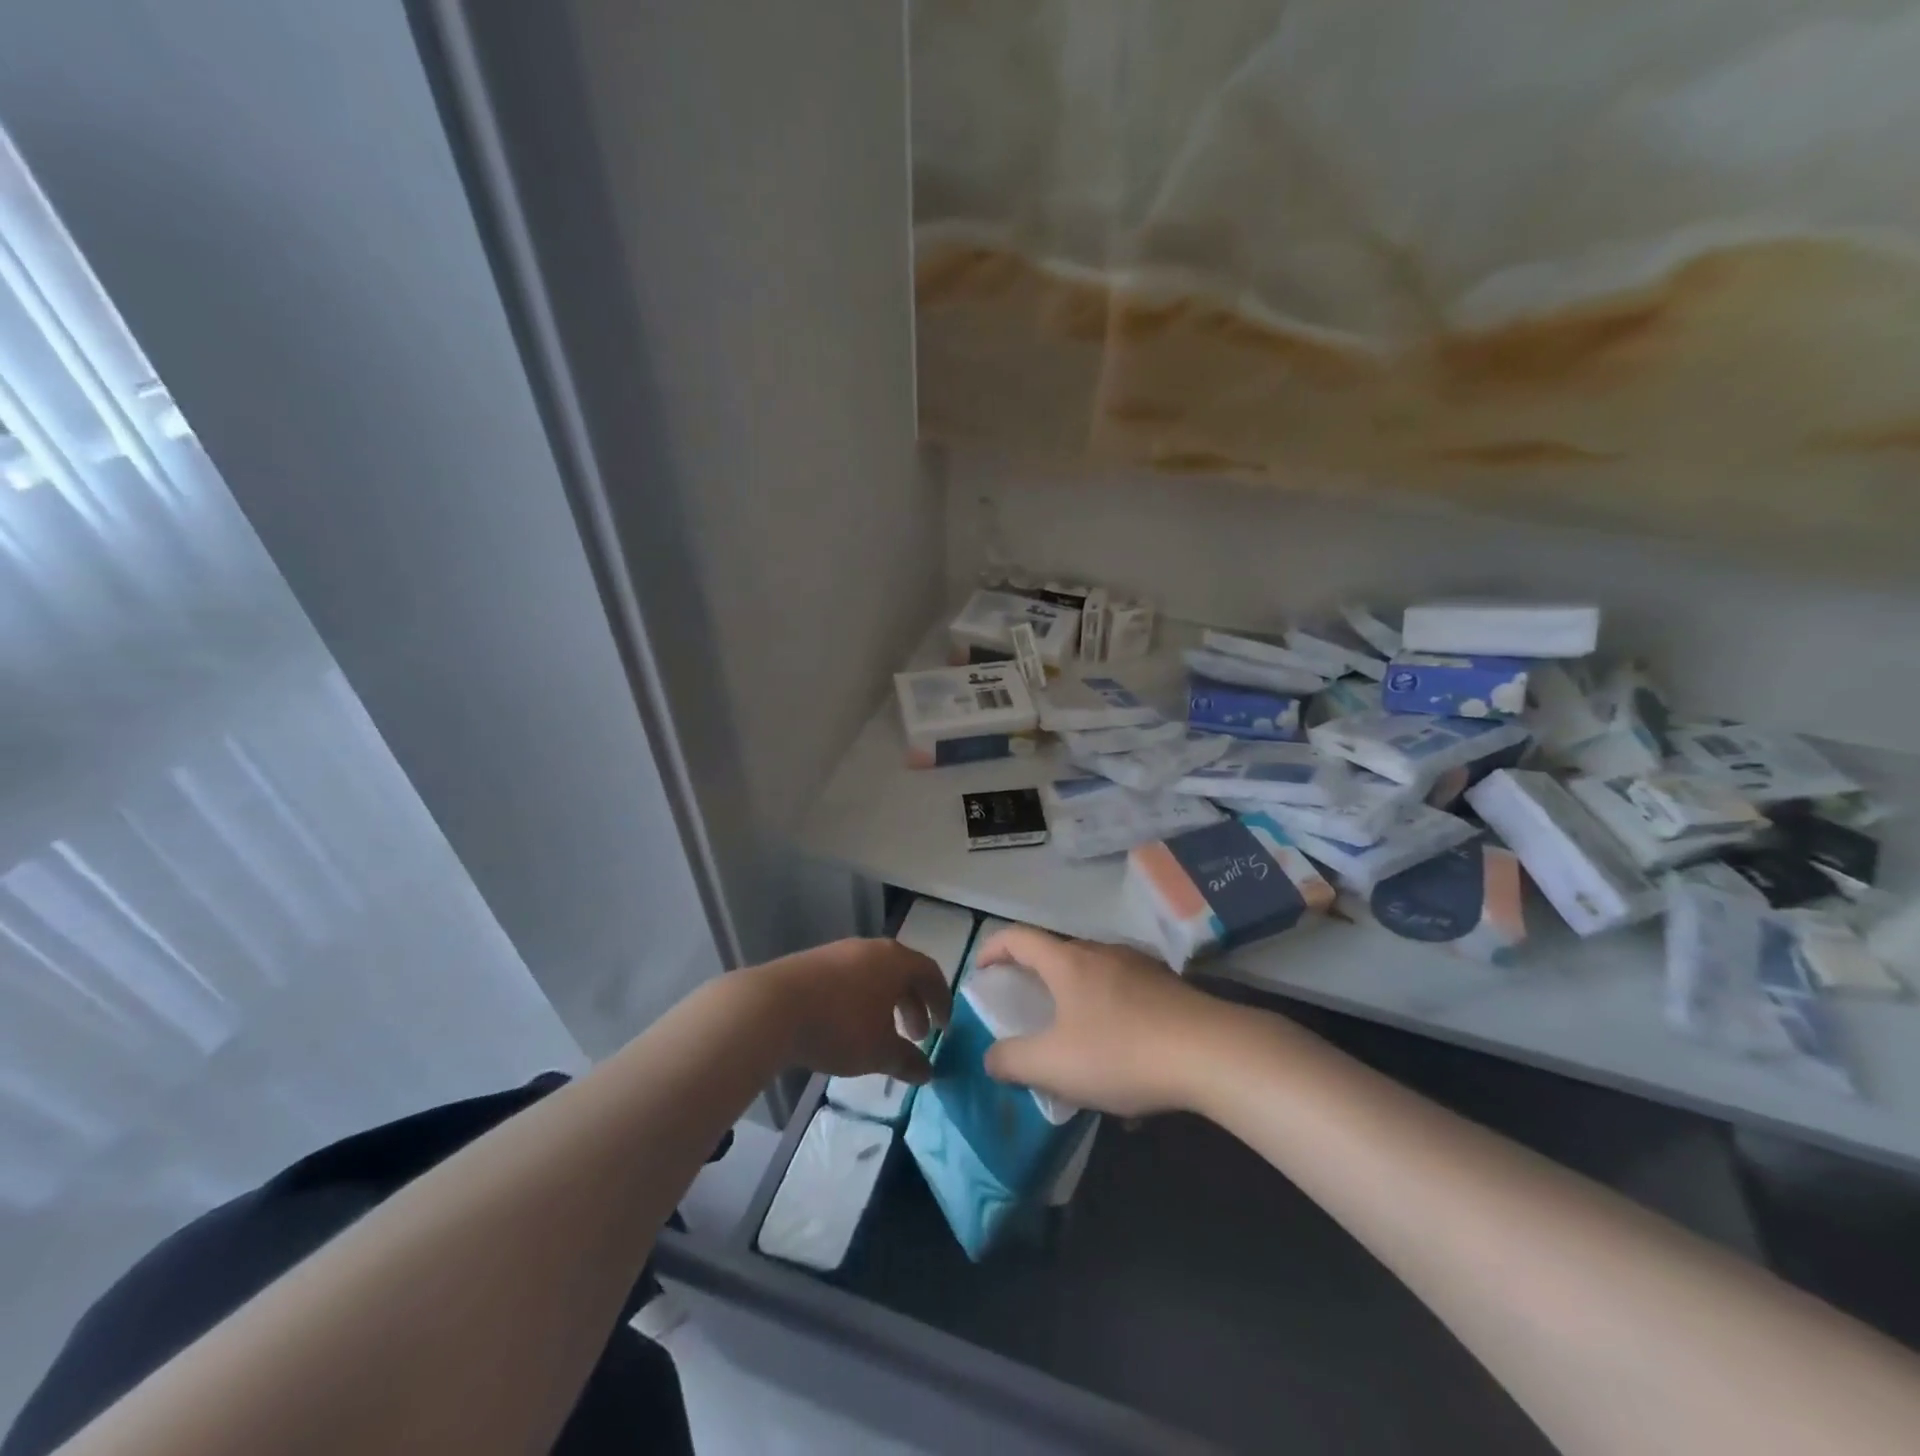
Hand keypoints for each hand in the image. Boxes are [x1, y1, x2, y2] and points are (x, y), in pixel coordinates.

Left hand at [755, 938, 952, 1083]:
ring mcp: (838, 952)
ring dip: (886, 1003)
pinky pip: (849, 978)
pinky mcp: (812, 963)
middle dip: (913, 1005)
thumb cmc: (839, 1026)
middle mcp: (870, 948)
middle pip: (903, 972)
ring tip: (881, 1034)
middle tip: (916, 1036)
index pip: (930, 973)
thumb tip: (927, 1072)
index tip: (944, 1028)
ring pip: (874, 975)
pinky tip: (847, 1026)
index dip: (942, 1001)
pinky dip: (860, 1000)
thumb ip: (907, 1061)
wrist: (771, 1008)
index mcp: (895, 961)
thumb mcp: (879, 1051)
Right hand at [975, 927, 1221, 1115]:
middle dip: (1036, 977)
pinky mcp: (1168, 988)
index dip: (993, 948)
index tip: (981, 969)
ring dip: (1076, 999)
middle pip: (1057, 955)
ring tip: (1076, 1039)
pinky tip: (1124, 1058)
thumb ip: (1012, 1061)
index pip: (1018, 938)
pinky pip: (1126, 994)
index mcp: (1068, 963)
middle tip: (1027, 1007)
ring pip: (1094, 976)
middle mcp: (1101, 953)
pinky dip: (1110, 1015)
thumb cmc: (1122, 1053)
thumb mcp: (1055, 1066)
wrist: (1213, 1053)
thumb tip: (991, 1056)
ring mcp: (1139, 967)